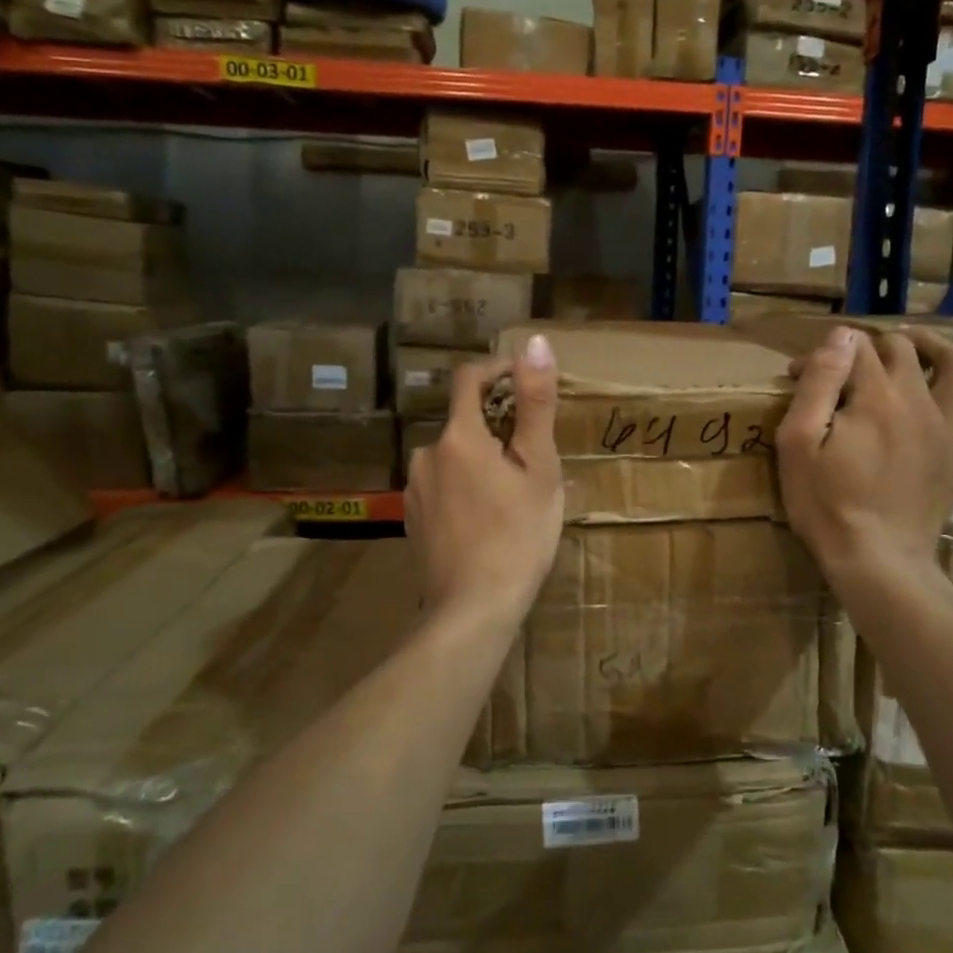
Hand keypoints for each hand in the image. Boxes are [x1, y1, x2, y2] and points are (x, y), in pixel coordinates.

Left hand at [403, 334, 563, 625]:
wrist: (473, 609)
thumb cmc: (518, 536)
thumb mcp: (539, 468)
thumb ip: (535, 403)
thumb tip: (535, 343)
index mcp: (459, 437)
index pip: (469, 378)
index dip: (497, 369)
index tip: (524, 379)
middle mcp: (426, 454)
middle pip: (464, 422)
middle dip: (497, 427)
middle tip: (533, 458)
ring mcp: (415, 489)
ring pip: (454, 457)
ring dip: (481, 460)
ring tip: (514, 493)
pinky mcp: (412, 518)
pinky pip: (443, 486)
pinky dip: (466, 487)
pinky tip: (487, 519)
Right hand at [775, 325, 952, 588]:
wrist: (878, 559)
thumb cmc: (827, 504)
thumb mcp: (798, 443)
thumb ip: (819, 383)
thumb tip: (841, 336)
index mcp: (875, 396)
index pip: (852, 348)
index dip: (822, 353)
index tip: (798, 375)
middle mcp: (919, 399)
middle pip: (900, 348)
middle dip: (866, 347)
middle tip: (841, 370)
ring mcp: (949, 425)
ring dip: (932, 345)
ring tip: (909, 348)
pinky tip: (949, 387)